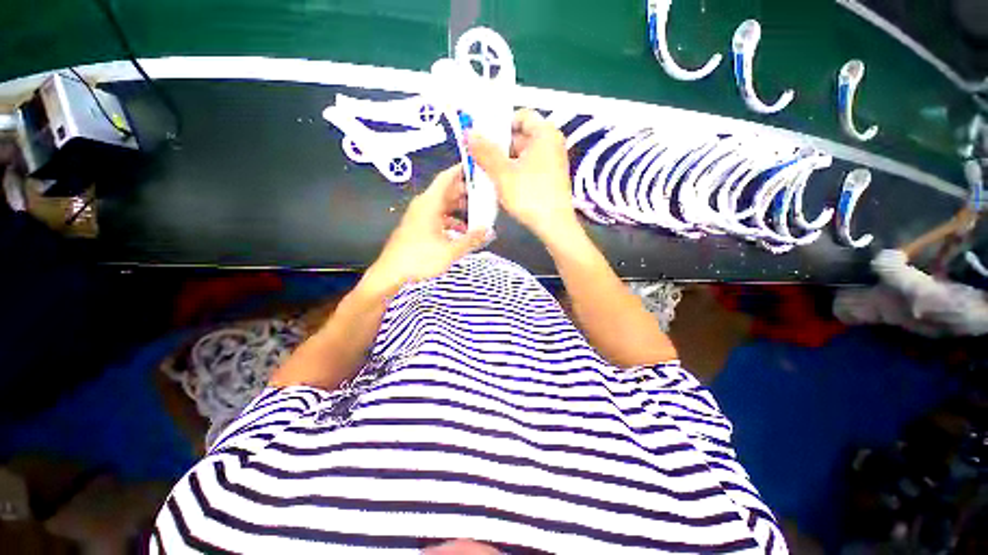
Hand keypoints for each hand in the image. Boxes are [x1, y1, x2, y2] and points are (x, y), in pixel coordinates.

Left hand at [362, 165, 487, 296]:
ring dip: (459, 207)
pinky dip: (451, 220)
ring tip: (477, 212)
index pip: (446, 178)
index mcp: (430, 203)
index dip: (461, 170)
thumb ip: (471, 240)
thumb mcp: (450, 250)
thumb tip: (489, 231)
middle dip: (465, 191)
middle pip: (447, 191)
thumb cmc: (420, 258)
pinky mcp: (418, 226)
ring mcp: (419, 216)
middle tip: (484, 193)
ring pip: (443, 205)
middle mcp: (424, 205)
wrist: (391, 272)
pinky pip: (438, 217)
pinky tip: (462, 231)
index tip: (476, 167)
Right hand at [467, 109, 578, 240]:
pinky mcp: (551, 177)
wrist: (554, 226)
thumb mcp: (502, 173)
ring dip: (504, 161)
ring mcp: (553, 161)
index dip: (499, 124)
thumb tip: (468, 132)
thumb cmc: (529, 195)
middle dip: (498, 146)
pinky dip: (514, 171)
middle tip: (479, 157)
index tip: (483, 139)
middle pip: (520, 136)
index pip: (520, 116)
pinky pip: (529, 167)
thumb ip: (485, 151)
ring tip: (486, 172)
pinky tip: (501, 183)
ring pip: (522, 154)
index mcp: (545, 133)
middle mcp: (552, 143)